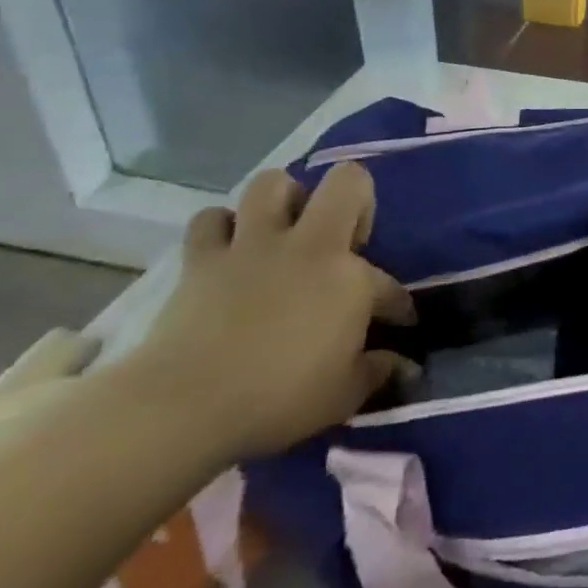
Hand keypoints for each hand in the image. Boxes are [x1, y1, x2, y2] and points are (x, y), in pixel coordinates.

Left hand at [124, 164, 418, 462]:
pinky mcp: (203, 259)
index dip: (398, 306)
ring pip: (273, 184)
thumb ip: (377, 372)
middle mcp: (309, 245)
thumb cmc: (277, 401)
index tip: (399, 325)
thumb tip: (403, 366)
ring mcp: (253, 246)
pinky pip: (210, 221)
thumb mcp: (344, 396)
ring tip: (285, 231)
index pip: (389, 285)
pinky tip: (229, 250)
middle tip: (344, 240)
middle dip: (355, 198)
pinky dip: (221, 230)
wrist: (184, 406)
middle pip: (345, 181)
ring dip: (283, 201)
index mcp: (351, 278)